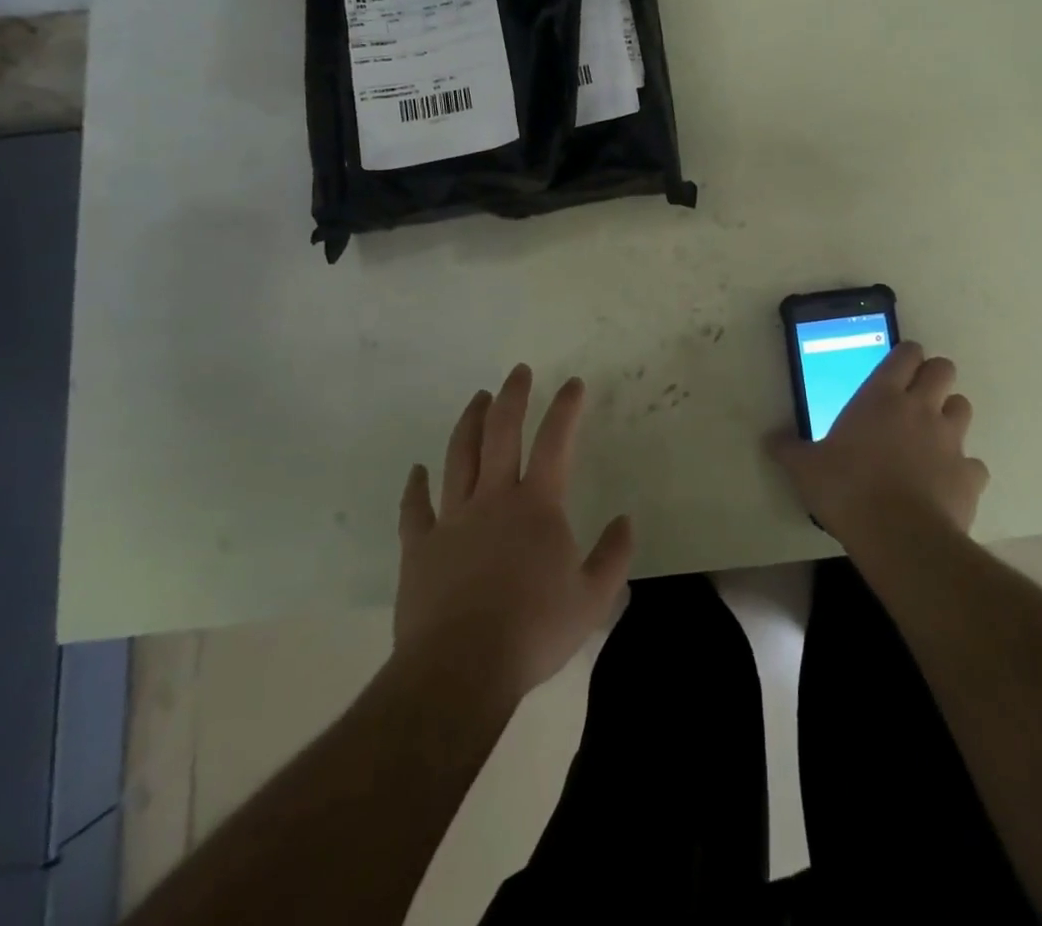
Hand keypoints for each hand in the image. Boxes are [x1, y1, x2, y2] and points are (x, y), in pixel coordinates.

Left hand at [394, 365, 634, 701]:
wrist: (460, 669)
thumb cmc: (533, 630)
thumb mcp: (592, 598)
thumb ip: (613, 556)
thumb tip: (625, 521)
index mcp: (537, 505)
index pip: (555, 442)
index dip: (566, 408)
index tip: (573, 383)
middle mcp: (493, 498)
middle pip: (501, 433)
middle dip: (512, 397)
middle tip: (518, 371)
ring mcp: (452, 519)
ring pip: (459, 457)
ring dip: (470, 423)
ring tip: (478, 399)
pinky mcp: (419, 546)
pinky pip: (415, 508)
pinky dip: (415, 486)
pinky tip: (418, 469)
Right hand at [768, 341, 988, 549]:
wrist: (900, 537)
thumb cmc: (847, 490)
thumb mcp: (806, 469)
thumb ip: (789, 450)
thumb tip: (770, 439)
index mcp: (881, 397)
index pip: (906, 353)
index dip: (905, 355)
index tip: (897, 366)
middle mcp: (921, 409)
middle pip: (943, 369)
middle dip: (933, 376)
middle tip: (915, 396)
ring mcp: (951, 440)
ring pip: (963, 407)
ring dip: (949, 415)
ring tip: (931, 435)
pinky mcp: (970, 475)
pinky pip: (973, 463)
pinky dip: (962, 468)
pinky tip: (945, 483)